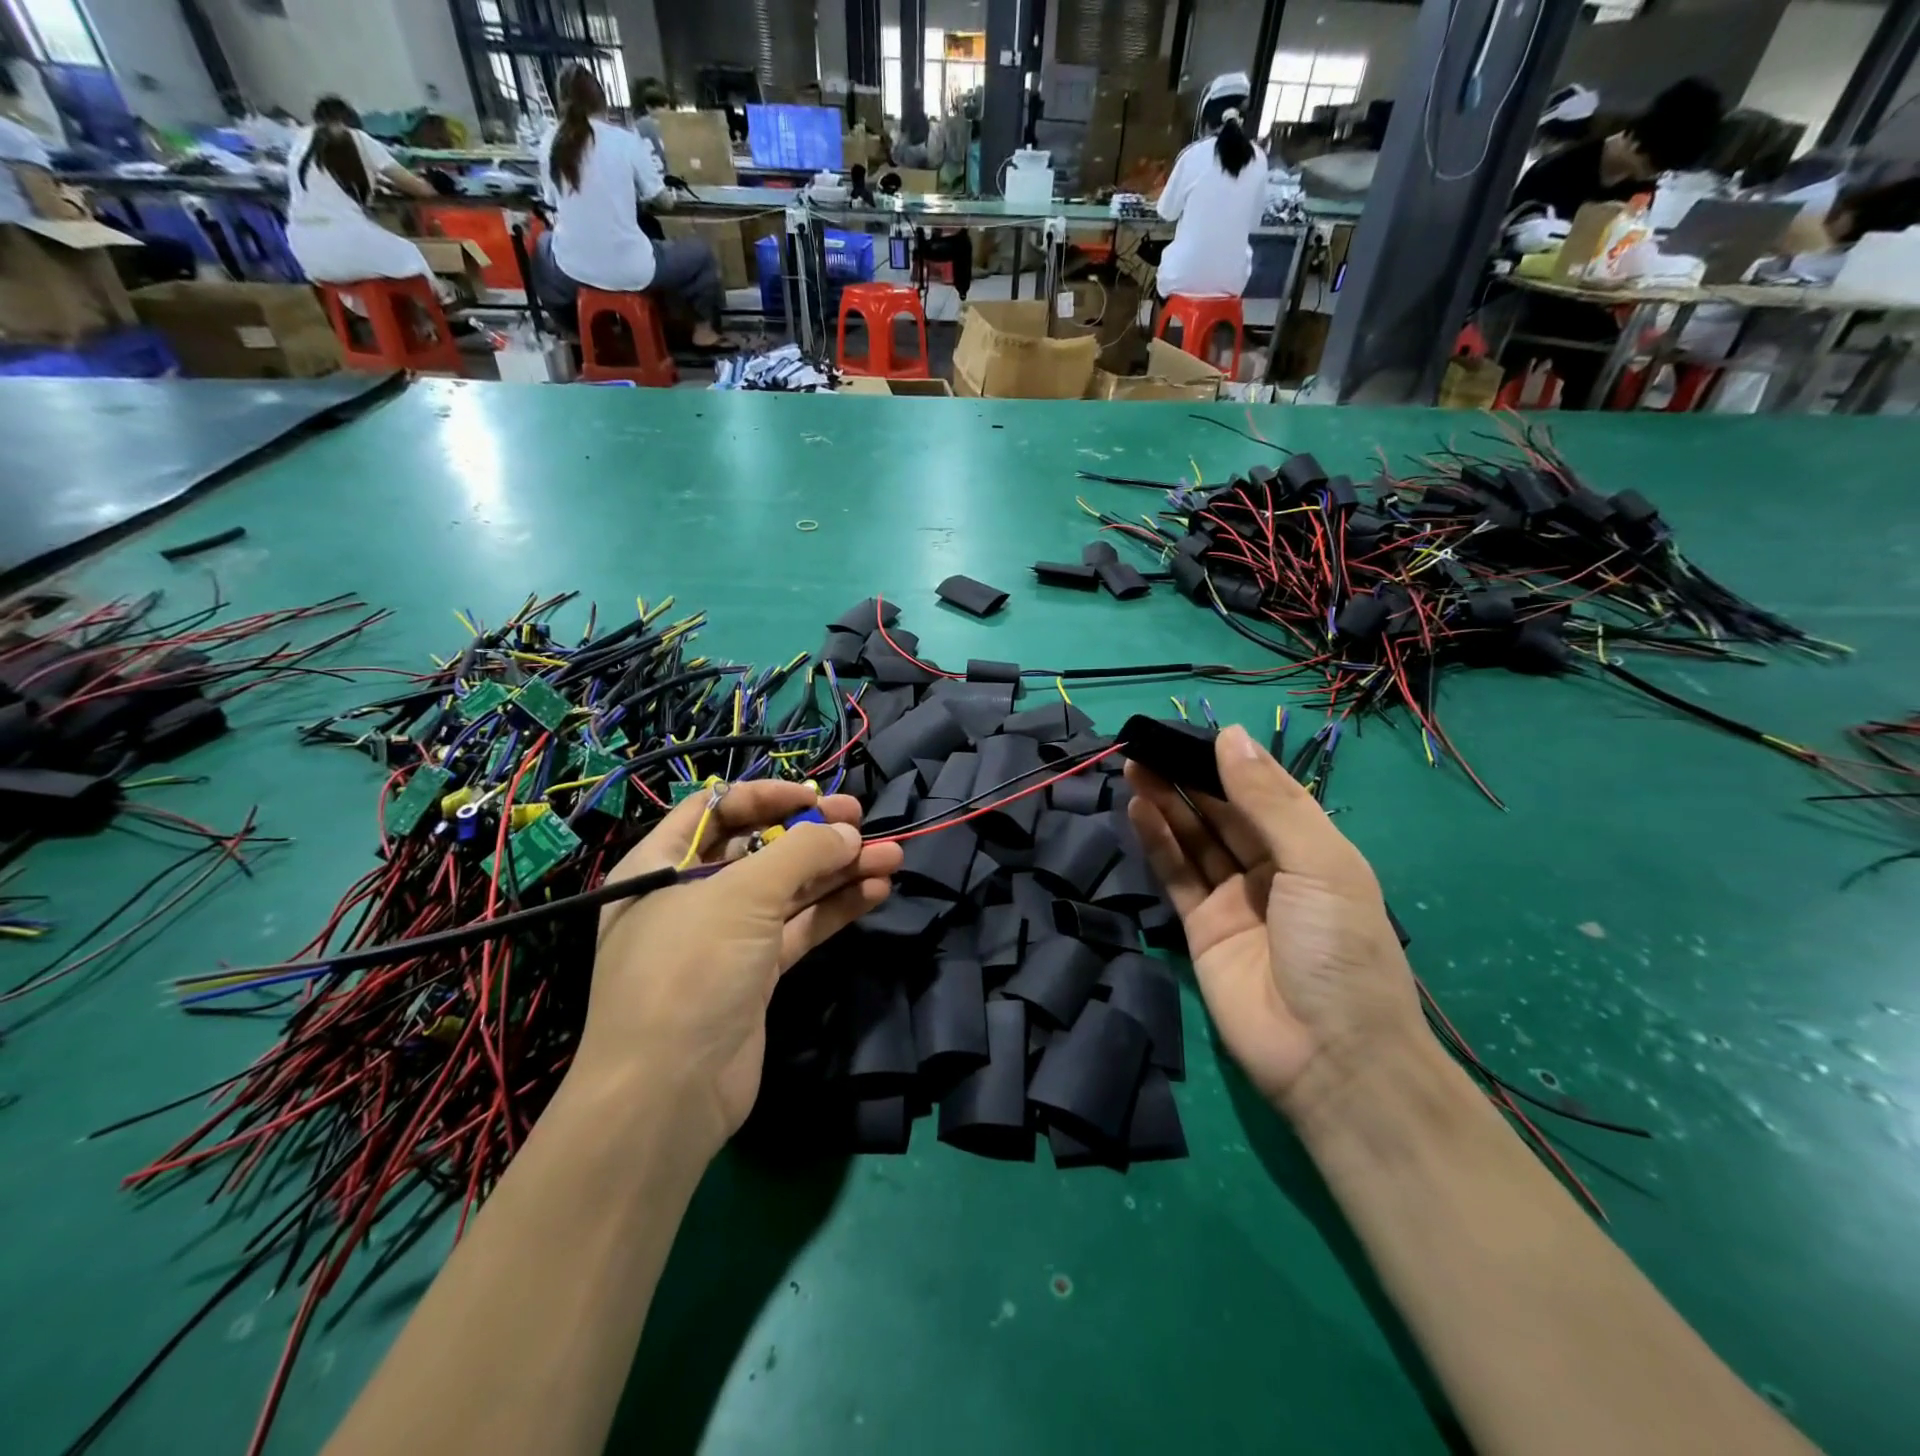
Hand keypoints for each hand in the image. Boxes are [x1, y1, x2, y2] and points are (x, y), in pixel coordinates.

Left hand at [574, 782, 902, 1156]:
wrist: (668, 1094)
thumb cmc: (690, 969)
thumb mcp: (741, 895)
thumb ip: (801, 854)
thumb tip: (848, 833)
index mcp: (662, 864)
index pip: (717, 809)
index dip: (766, 796)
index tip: (814, 797)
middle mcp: (691, 895)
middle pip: (760, 848)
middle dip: (813, 834)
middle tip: (862, 821)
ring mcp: (725, 937)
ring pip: (788, 889)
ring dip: (837, 871)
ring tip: (891, 856)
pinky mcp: (755, 974)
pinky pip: (799, 928)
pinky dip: (835, 908)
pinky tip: (874, 892)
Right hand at [1125, 724, 1423, 1120]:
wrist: (1330, 1058)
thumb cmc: (1339, 949)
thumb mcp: (1319, 864)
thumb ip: (1269, 801)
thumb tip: (1231, 735)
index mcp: (1312, 849)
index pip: (1262, 791)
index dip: (1226, 761)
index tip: (1188, 730)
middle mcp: (1271, 869)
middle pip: (1222, 813)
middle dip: (1188, 778)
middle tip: (1148, 745)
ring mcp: (1234, 901)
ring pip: (1194, 840)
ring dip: (1167, 803)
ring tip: (1135, 766)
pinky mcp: (1201, 930)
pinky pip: (1176, 876)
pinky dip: (1157, 842)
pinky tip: (1139, 809)